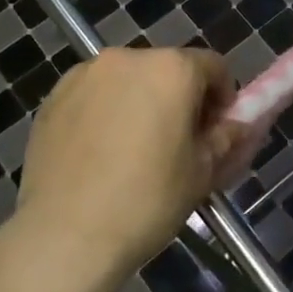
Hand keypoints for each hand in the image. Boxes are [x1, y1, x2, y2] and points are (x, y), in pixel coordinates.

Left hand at [13, 48, 239, 285]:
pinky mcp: (54, 96)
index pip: (213, 67)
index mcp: (172, 69)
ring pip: (128, 80)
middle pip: (168, 69)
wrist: (65, 234)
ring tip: (134, 151)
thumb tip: (238, 125)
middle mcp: (128, 58)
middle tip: (178, 145)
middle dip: (180, 99)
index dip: (223, 99)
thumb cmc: (146, 201)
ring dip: (140, 103)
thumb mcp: (201, 173)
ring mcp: (86, 74)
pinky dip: (105, 112)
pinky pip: (94, 95)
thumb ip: (227, 138)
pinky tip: (99, 154)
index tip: (216, 132)